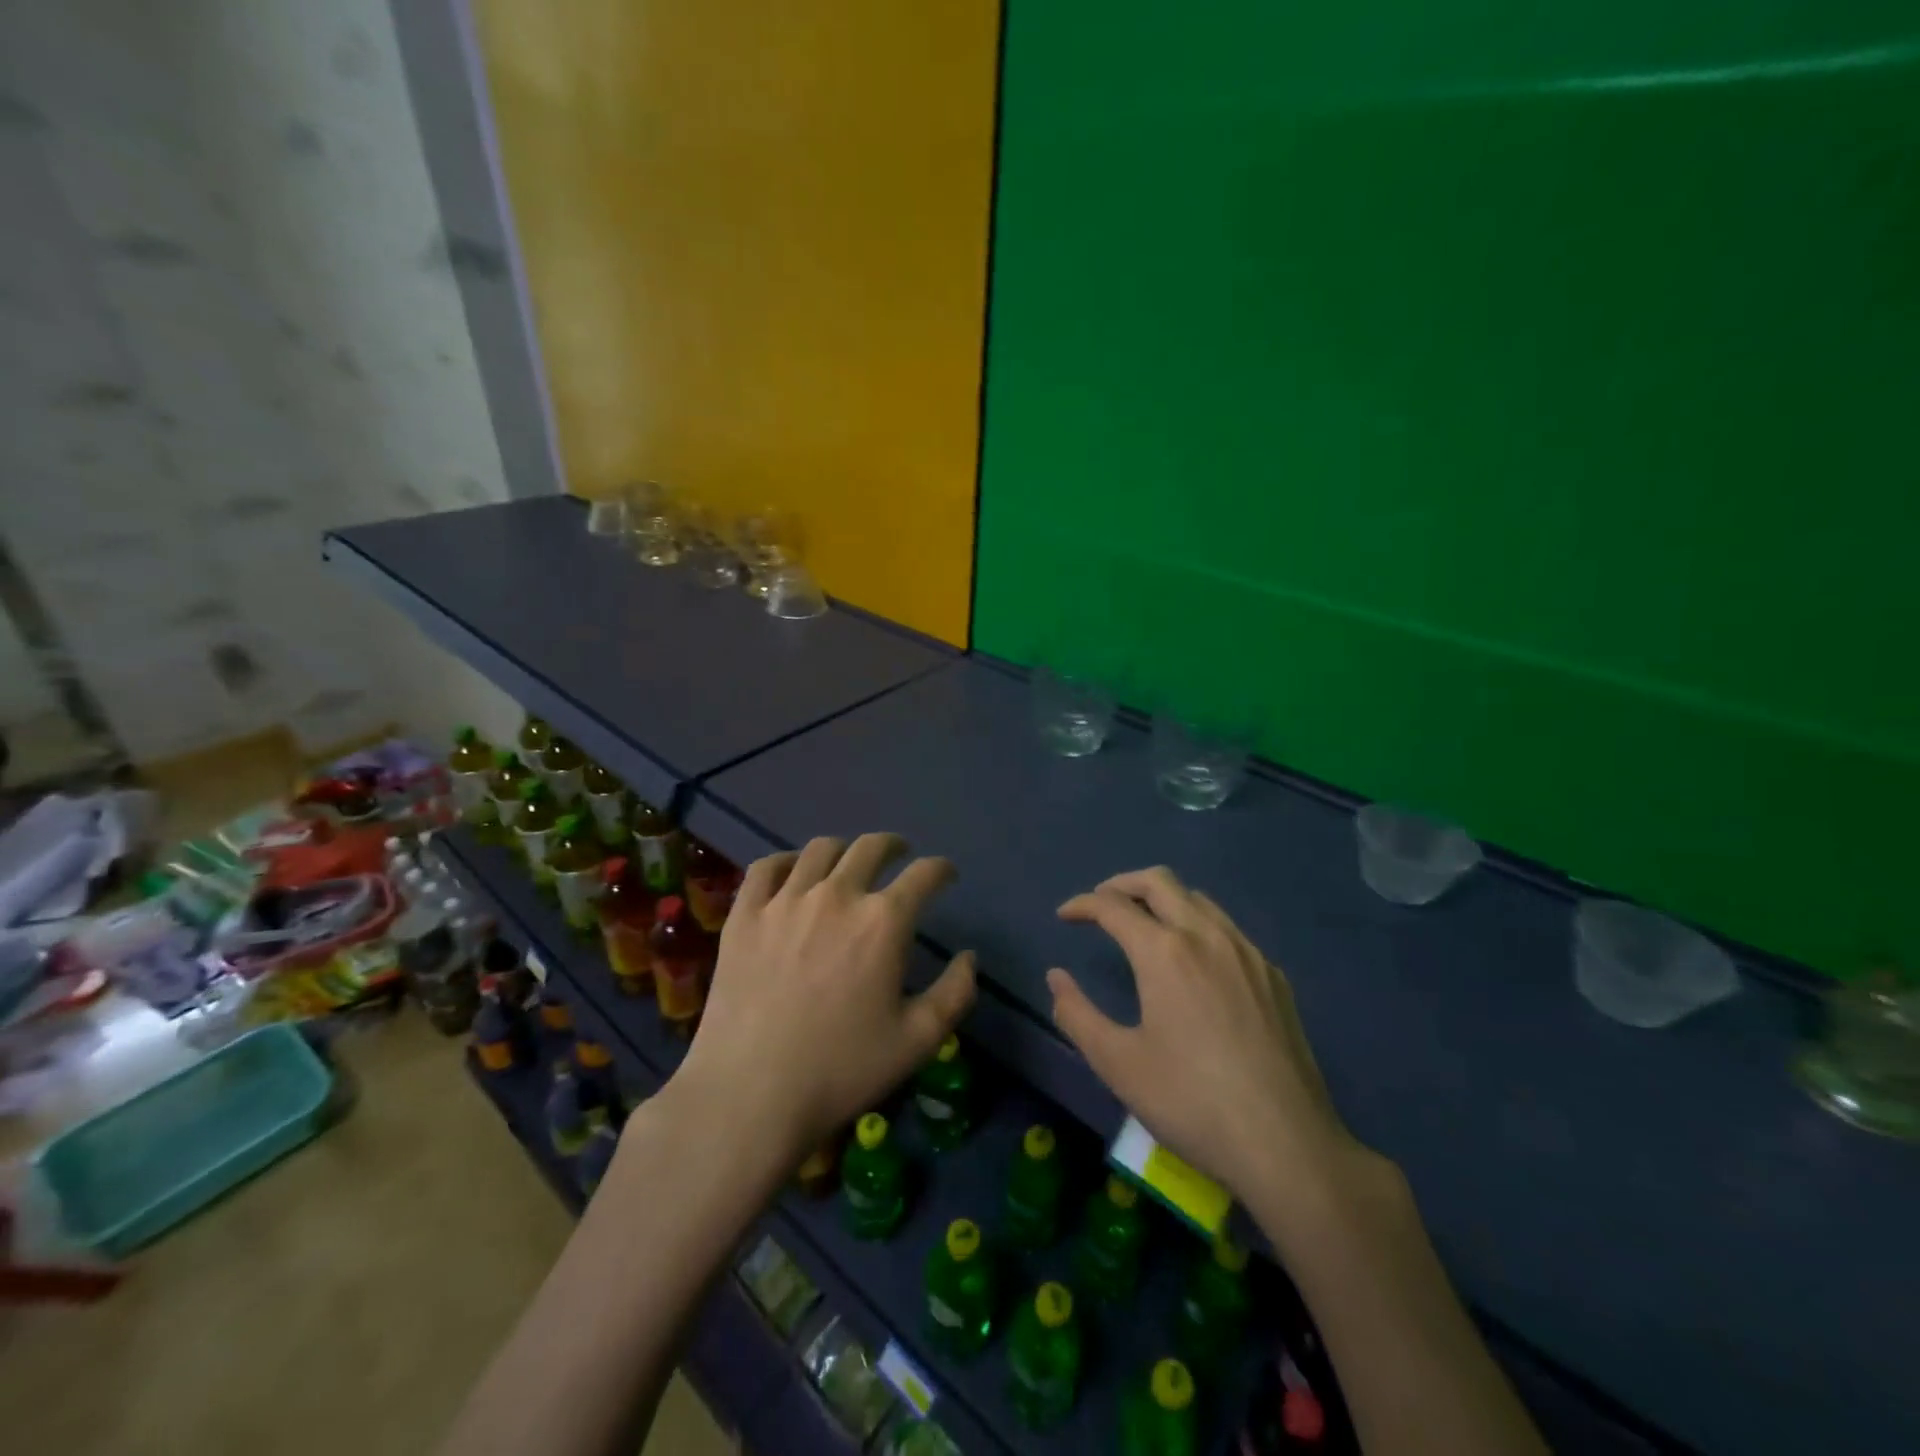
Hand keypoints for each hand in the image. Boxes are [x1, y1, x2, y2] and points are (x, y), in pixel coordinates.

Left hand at [677, 833, 976, 1162]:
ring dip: (844, 850)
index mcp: (883, 922)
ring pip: (819, 850)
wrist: (750, 1095)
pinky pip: (765, 868)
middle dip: (893, 846)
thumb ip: (955, 994)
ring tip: (848, 862)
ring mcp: (785, 901)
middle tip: (900, 855)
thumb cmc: (841, 1070)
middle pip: (871, 847)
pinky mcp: (744, 915)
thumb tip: (968, 957)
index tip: (946, 875)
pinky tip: (792, 872)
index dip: (941, 869)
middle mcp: (837, 896)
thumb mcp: (918, 1041)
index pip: (924, 874)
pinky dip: (786, 861)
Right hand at [1048, 866, 1373, 1220]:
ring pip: (1199, 899)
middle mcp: (1206, 935)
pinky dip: (1198, 926)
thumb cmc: (1191, 1102)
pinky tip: (1196, 964)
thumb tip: (1056, 977)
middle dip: (1123, 884)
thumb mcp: (1118, 1064)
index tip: (1065, 915)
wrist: (1287, 1145)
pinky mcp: (1273, 976)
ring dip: (1163, 900)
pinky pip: (1228, 930)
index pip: (1113, 906)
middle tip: (1101, 904)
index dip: (1083, 904)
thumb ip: (1077, 1014)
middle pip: (1160, 881)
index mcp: (1164, 952)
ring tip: (1144, 926)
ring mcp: (1247, 952)